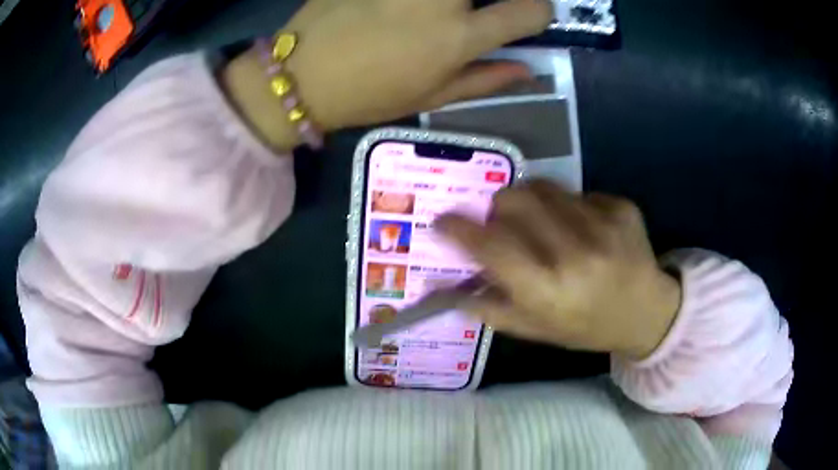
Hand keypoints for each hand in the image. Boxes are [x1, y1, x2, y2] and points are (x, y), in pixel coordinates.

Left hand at [285, 0, 552, 129]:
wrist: (300, 76)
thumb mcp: (431, 97)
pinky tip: (406, 9)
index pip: (530, 12)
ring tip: (440, 13)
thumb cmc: (368, 94)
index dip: (539, 11)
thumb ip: (486, 80)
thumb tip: (530, 70)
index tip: (529, 14)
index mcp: (457, 37)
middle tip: (480, 7)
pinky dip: (418, 0)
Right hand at [436, 180, 681, 359]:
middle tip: (502, 222)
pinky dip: (570, 206)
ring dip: (533, 202)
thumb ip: (489, 308)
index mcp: (547, 290)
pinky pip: (579, 192)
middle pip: (513, 200)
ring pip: (544, 187)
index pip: (489, 246)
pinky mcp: (622, 208)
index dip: (458, 229)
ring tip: (545, 224)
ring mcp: (603, 225)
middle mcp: (574, 253)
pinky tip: (585, 229)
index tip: (442, 220)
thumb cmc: (586, 327)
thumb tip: (445, 289)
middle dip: (496, 207)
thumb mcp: (536, 330)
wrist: (647, 313)